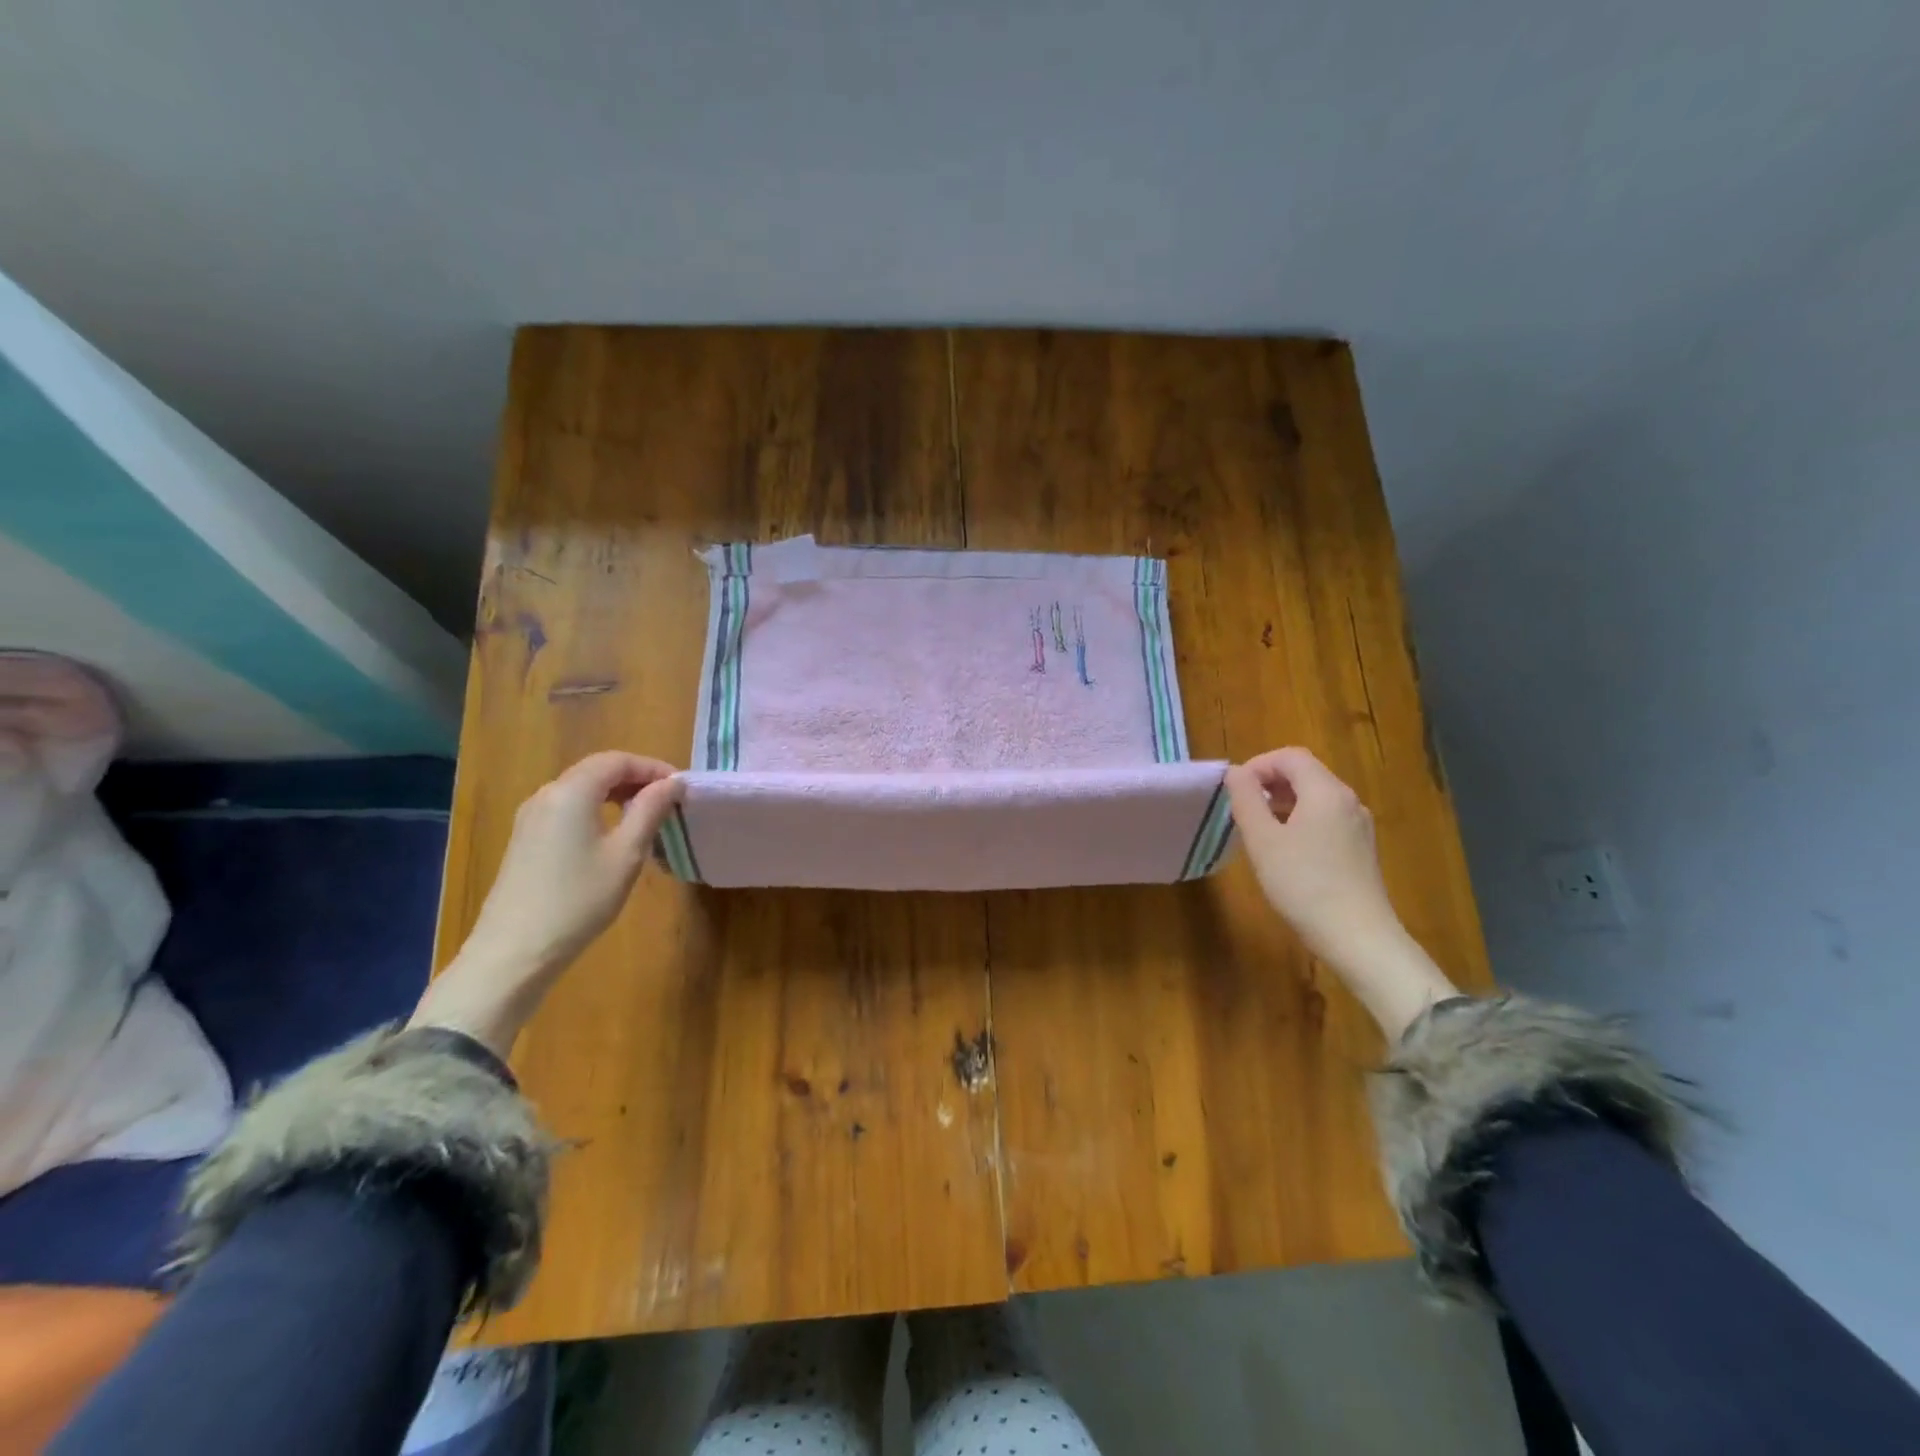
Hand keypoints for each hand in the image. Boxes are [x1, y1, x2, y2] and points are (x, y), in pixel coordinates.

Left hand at [411, 752, 682, 1056]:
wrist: (514, 951)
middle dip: (636, 779)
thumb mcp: (626, 854)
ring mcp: (530, 817)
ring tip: (647, 818)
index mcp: (572, 791)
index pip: (617, 760)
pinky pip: (567, 809)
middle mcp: (547, 795)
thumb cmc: (579, 899)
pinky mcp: (525, 839)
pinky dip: (596, 811)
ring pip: (581, 790)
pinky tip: (613, 837)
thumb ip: (650, 810)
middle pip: (597, 771)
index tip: (681, 788)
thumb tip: (673, 782)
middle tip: (669, 802)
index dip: (653, 767)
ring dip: (617, 795)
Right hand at [1224, 748, 1395, 966]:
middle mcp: (1348, 800)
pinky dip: (1301, 820)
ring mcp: (1359, 825)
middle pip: (1306, 773)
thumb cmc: (1303, 884)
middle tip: (1242, 809)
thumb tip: (1236, 772)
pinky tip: (1285, 850)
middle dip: (1269, 783)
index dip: (1258, 765)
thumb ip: (1246, 799)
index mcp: (1326, 791)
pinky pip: (1326, 819)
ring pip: (1316, 797)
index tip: (1234, 791)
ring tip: (1258, 829)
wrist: (1357, 937)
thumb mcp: (1263, 840)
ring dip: (1283, 802)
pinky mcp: (1361, 849)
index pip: (1290, 756)